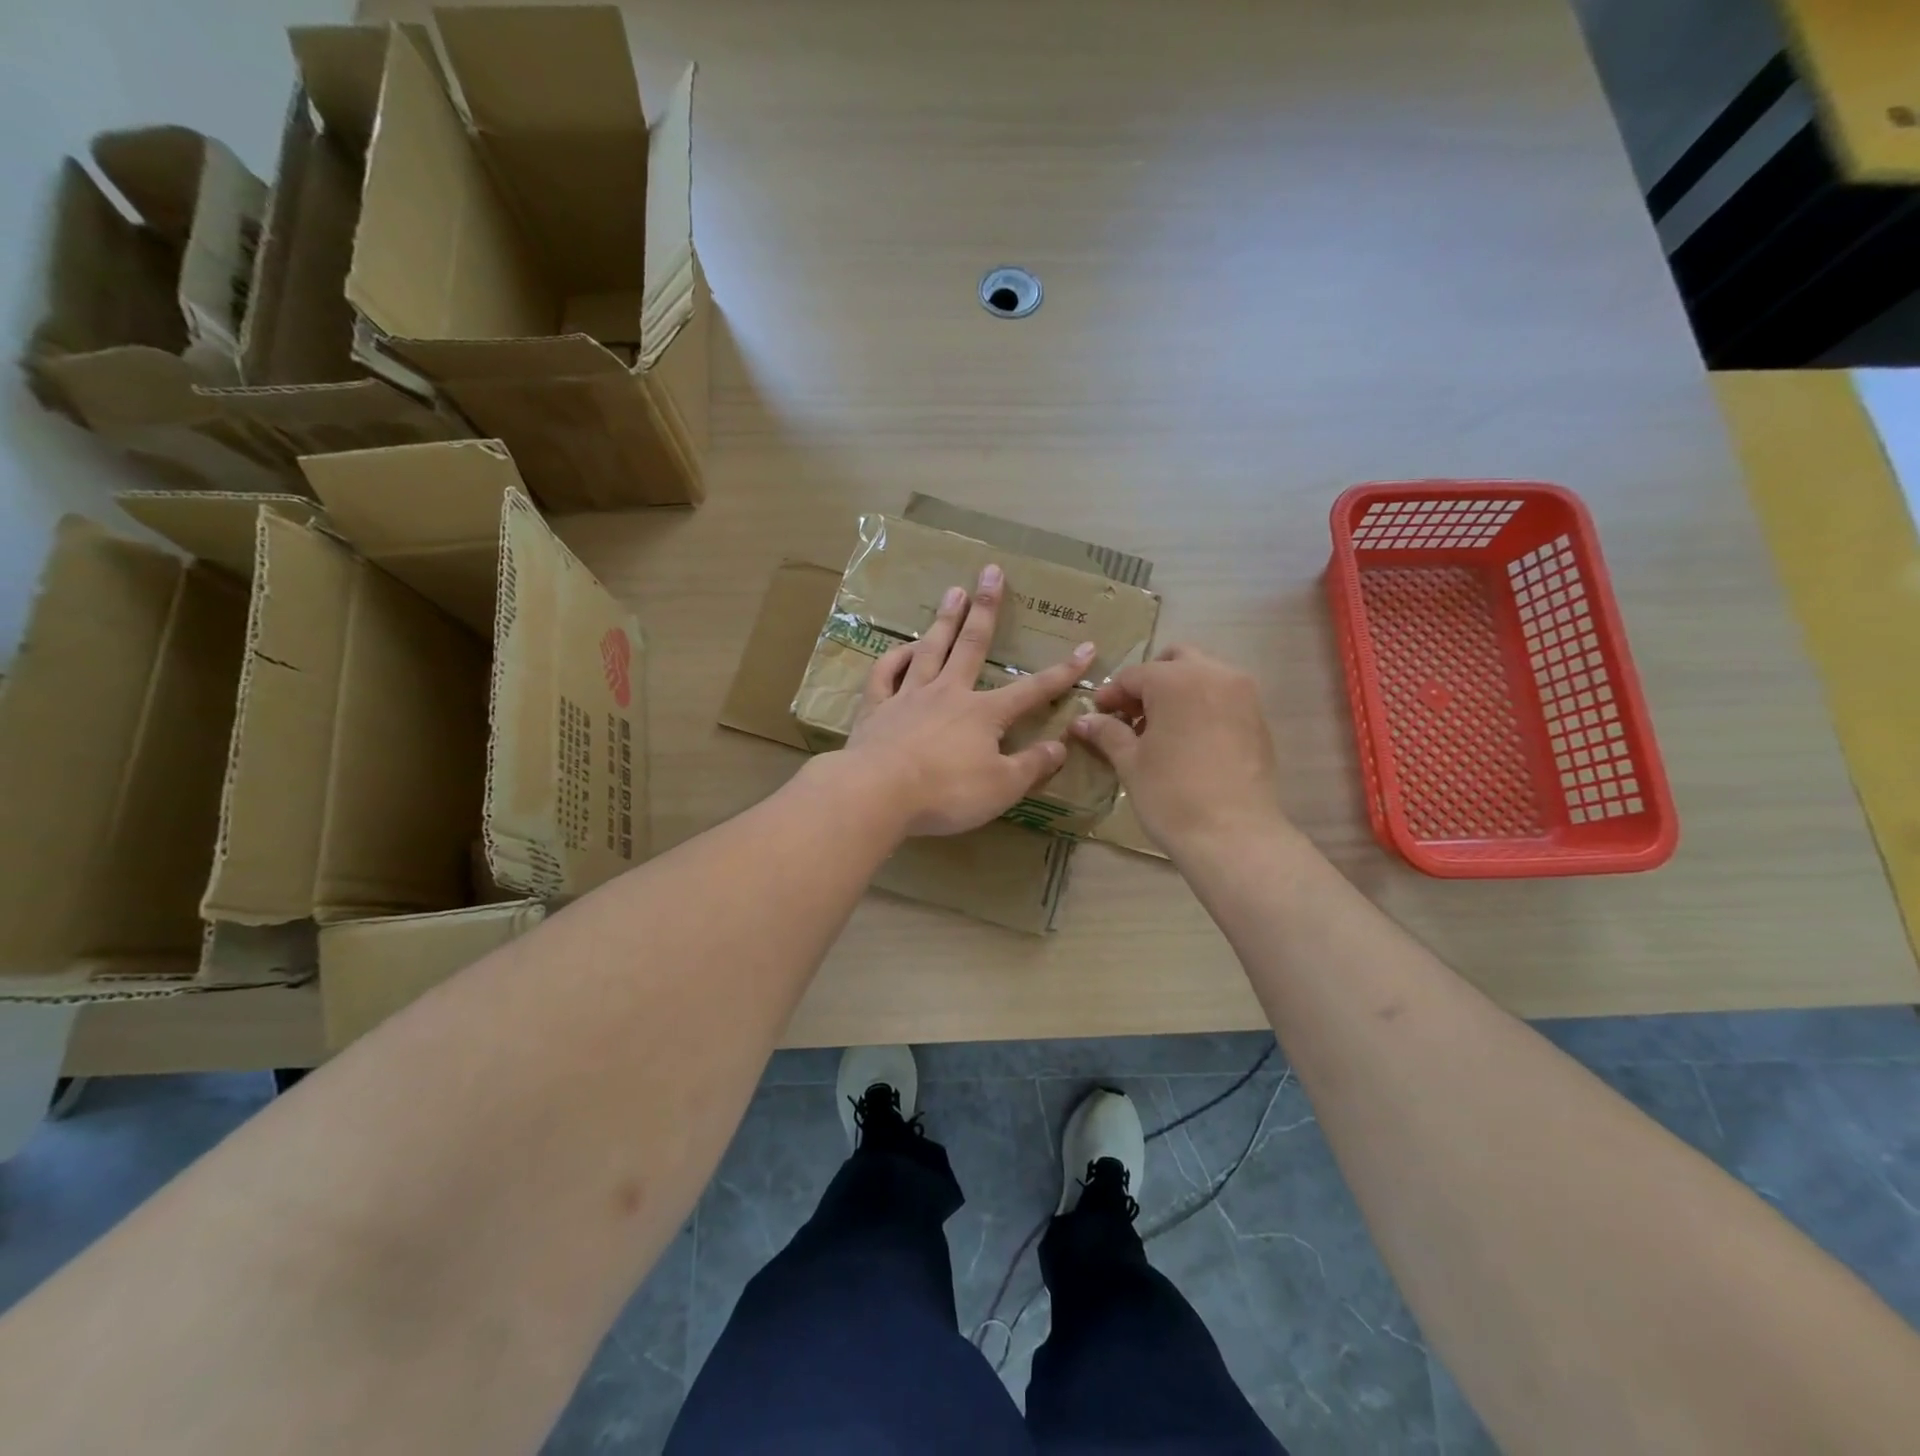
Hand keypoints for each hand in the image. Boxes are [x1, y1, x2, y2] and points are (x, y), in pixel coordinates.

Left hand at [845, 565, 1092, 836]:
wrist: (878, 793)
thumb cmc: (946, 792)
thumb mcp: (1002, 787)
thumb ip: (1032, 766)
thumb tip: (1060, 746)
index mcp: (983, 713)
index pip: (1032, 690)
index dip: (1062, 672)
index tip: (1085, 649)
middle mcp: (948, 693)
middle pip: (971, 645)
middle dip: (986, 609)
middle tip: (991, 572)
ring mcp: (909, 696)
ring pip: (930, 649)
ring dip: (944, 620)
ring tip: (954, 590)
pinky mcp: (877, 707)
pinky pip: (886, 673)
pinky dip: (896, 657)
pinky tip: (905, 647)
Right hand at [1071, 645, 1287, 852]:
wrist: (1233, 834)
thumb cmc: (1171, 794)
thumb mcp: (1131, 762)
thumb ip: (1107, 733)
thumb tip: (1082, 721)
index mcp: (1175, 679)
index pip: (1133, 676)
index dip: (1111, 696)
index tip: (1097, 717)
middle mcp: (1213, 674)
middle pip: (1174, 660)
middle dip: (1150, 681)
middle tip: (1132, 716)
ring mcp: (1242, 694)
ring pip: (1203, 674)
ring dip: (1178, 691)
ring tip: (1160, 730)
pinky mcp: (1259, 717)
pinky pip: (1223, 697)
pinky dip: (1202, 706)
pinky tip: (1188, 741)